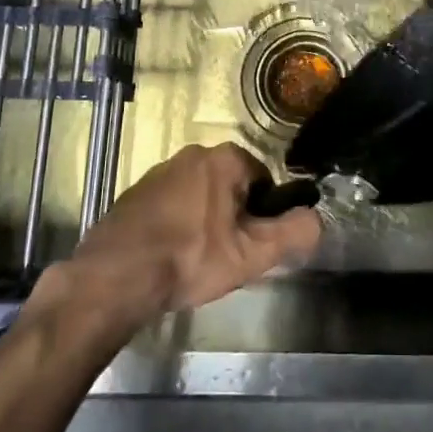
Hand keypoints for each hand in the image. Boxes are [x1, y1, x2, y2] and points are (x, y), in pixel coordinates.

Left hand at [38, 144, 321, 331]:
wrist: (114, 277)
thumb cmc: (191, 259)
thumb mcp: (253, 254)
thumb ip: (294, 233)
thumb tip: (318, 219)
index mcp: (225, 159)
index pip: (263, 181)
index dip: (263, 216)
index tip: (250, 245)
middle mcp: (192, 154)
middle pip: (231, 187)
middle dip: (233, 217)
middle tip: (225, 256)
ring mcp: (159, 171)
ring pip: (200, 196)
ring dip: (204, 221)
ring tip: (195, 260)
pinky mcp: (134, 193)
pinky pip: (171, 205)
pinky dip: (176, 225)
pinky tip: (168, 257)